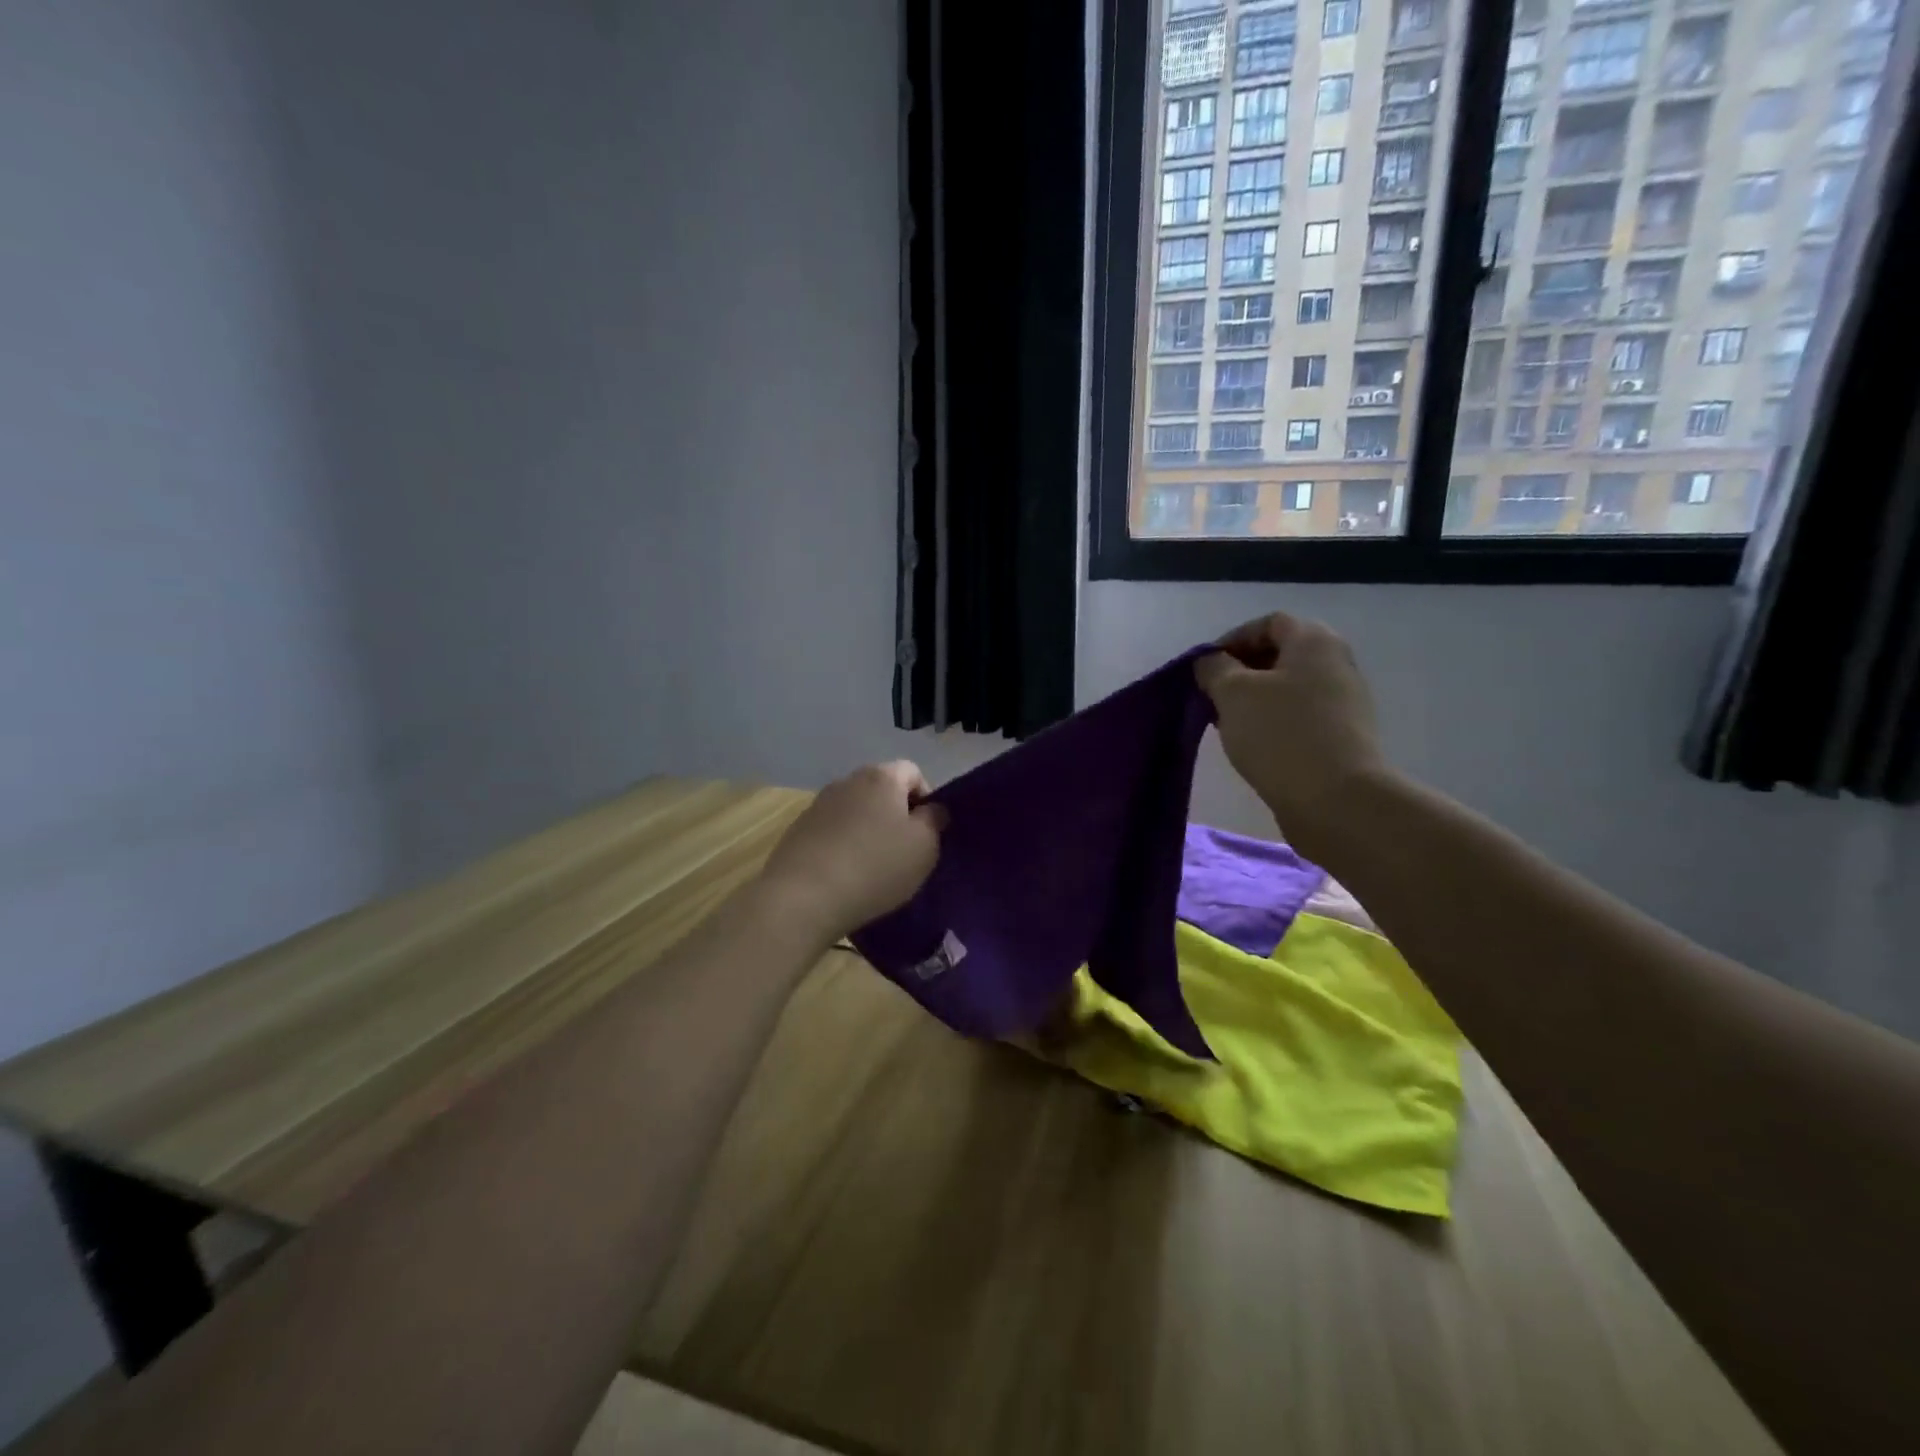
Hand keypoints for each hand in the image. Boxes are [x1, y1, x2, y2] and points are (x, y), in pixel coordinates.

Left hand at [757, 761, 945, 944]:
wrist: (804, 897)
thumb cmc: (875, 867)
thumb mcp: (924, 847)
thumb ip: (934, 820)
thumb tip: (931, 808)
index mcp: (882, 777)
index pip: (913, 772)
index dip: (926, 798)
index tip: (927, 832)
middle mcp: (848, 780)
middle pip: (882, 789)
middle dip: (896, 814)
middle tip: (903, 851)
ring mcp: (818, 804)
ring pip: (856, 810)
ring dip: (867, 829)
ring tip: (872, 866)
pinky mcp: (798, 829)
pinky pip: (832, 830)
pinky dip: (843, 844)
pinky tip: (844, 874)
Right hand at [1194, 614, 1390, 851]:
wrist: (1336, 799)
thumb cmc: (1280, 733)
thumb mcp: (1232, 693)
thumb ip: (1214, 668)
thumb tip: (1211, 663)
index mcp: (1314, 641)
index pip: (1268, 623)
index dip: (1232, 640)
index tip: (1206, 668)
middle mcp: (1336, 663)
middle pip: (1280, 655)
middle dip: (1241, 671)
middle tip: (1212, 696)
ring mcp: (1344, 701)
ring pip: (1288, 688)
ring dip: (1254, 700)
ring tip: (1226, 724)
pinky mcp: (1342, 736)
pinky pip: (1299, 716)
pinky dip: (1272, 722)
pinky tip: (1253, 745)